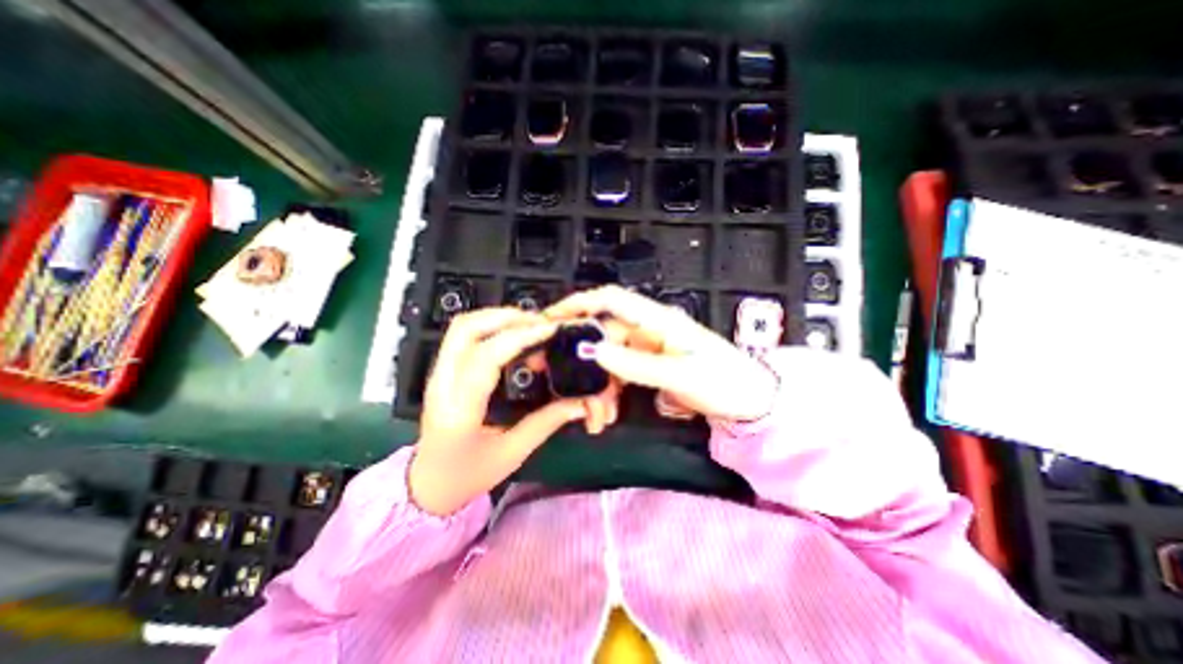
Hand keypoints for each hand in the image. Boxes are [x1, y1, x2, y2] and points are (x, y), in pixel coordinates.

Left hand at [411, 309, 613, 514]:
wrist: (428, 485)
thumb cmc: (468, 475)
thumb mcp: (512, 453)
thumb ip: (546, 422)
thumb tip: (579, 403)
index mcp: (459, 411)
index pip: (486, 358)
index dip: (519, 337)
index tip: (548, 330)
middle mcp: (442, 386)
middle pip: (465, 329)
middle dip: (506, 316)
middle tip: (538, 323)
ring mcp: (437, 375)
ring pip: (462, 327)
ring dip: (497, 318)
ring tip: (529, 326)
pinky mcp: (441, 372)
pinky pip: (463, 336)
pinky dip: (490, 327)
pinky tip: (512, 336)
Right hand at [547, 286, 783, 421]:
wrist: (748, 401)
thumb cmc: (723, 380)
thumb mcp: (680, 374)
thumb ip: (635, 364)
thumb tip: (593, 350)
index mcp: (657, 321)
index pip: (611, 300)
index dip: (579, 303)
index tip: (551, 318)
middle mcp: (647, 330)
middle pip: (603, 335)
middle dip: (582, 360)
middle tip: (559, 382)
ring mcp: (646, 349)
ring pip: (607, 359)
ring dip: (596, 385)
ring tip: (596, 415)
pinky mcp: (647, 366)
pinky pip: (618, 374)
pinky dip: (609, 392)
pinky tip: (607, 413)